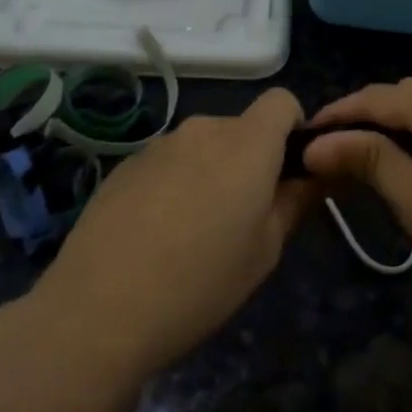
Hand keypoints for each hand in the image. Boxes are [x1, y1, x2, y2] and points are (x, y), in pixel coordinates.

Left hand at [31, 88, 314, 384]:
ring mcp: (159, 144)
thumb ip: (295, 203)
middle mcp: (203, 129)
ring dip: (209, 172)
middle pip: (241, 128)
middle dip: (249, 160)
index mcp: (246, 143)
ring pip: (201, 147)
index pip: (281, 101)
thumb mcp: (264, 252)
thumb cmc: (199, 284)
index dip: (293, 127)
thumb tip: (314, 176)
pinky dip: (173, 184)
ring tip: (192, 233)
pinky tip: (154, 235)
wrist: (98, 310)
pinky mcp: (124, 165)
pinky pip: (167, 163)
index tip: (289, 171)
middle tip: (241, 218)